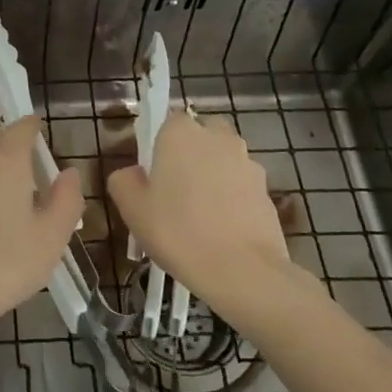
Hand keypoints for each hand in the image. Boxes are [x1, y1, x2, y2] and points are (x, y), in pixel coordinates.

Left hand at [0, 115, 84, 340]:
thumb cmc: (6, 263)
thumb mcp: (50, 237)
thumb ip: (66, 200)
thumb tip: (70, 172)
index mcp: (5, 161)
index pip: (20, 129)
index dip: (32, 126)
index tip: (41, 128)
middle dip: (12, 140)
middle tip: (31, 157)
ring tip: (13, 185)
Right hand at [106, 114, 289, 292]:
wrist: (243, 271)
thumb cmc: (178, 231)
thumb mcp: (131, 208)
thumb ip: (123, 180)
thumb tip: (133, 173)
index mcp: (180, 133)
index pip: (166, 121)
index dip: (157, 144)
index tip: (151, 173)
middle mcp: (217, 137)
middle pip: (200, 134)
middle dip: (190, 152)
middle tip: (175, 188)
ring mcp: (247, 162)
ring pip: (224, 159)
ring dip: (213, 175)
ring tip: (200, 214)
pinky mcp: (267, 190)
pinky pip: (241, 185)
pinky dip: (232, 198)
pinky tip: (221, 228)